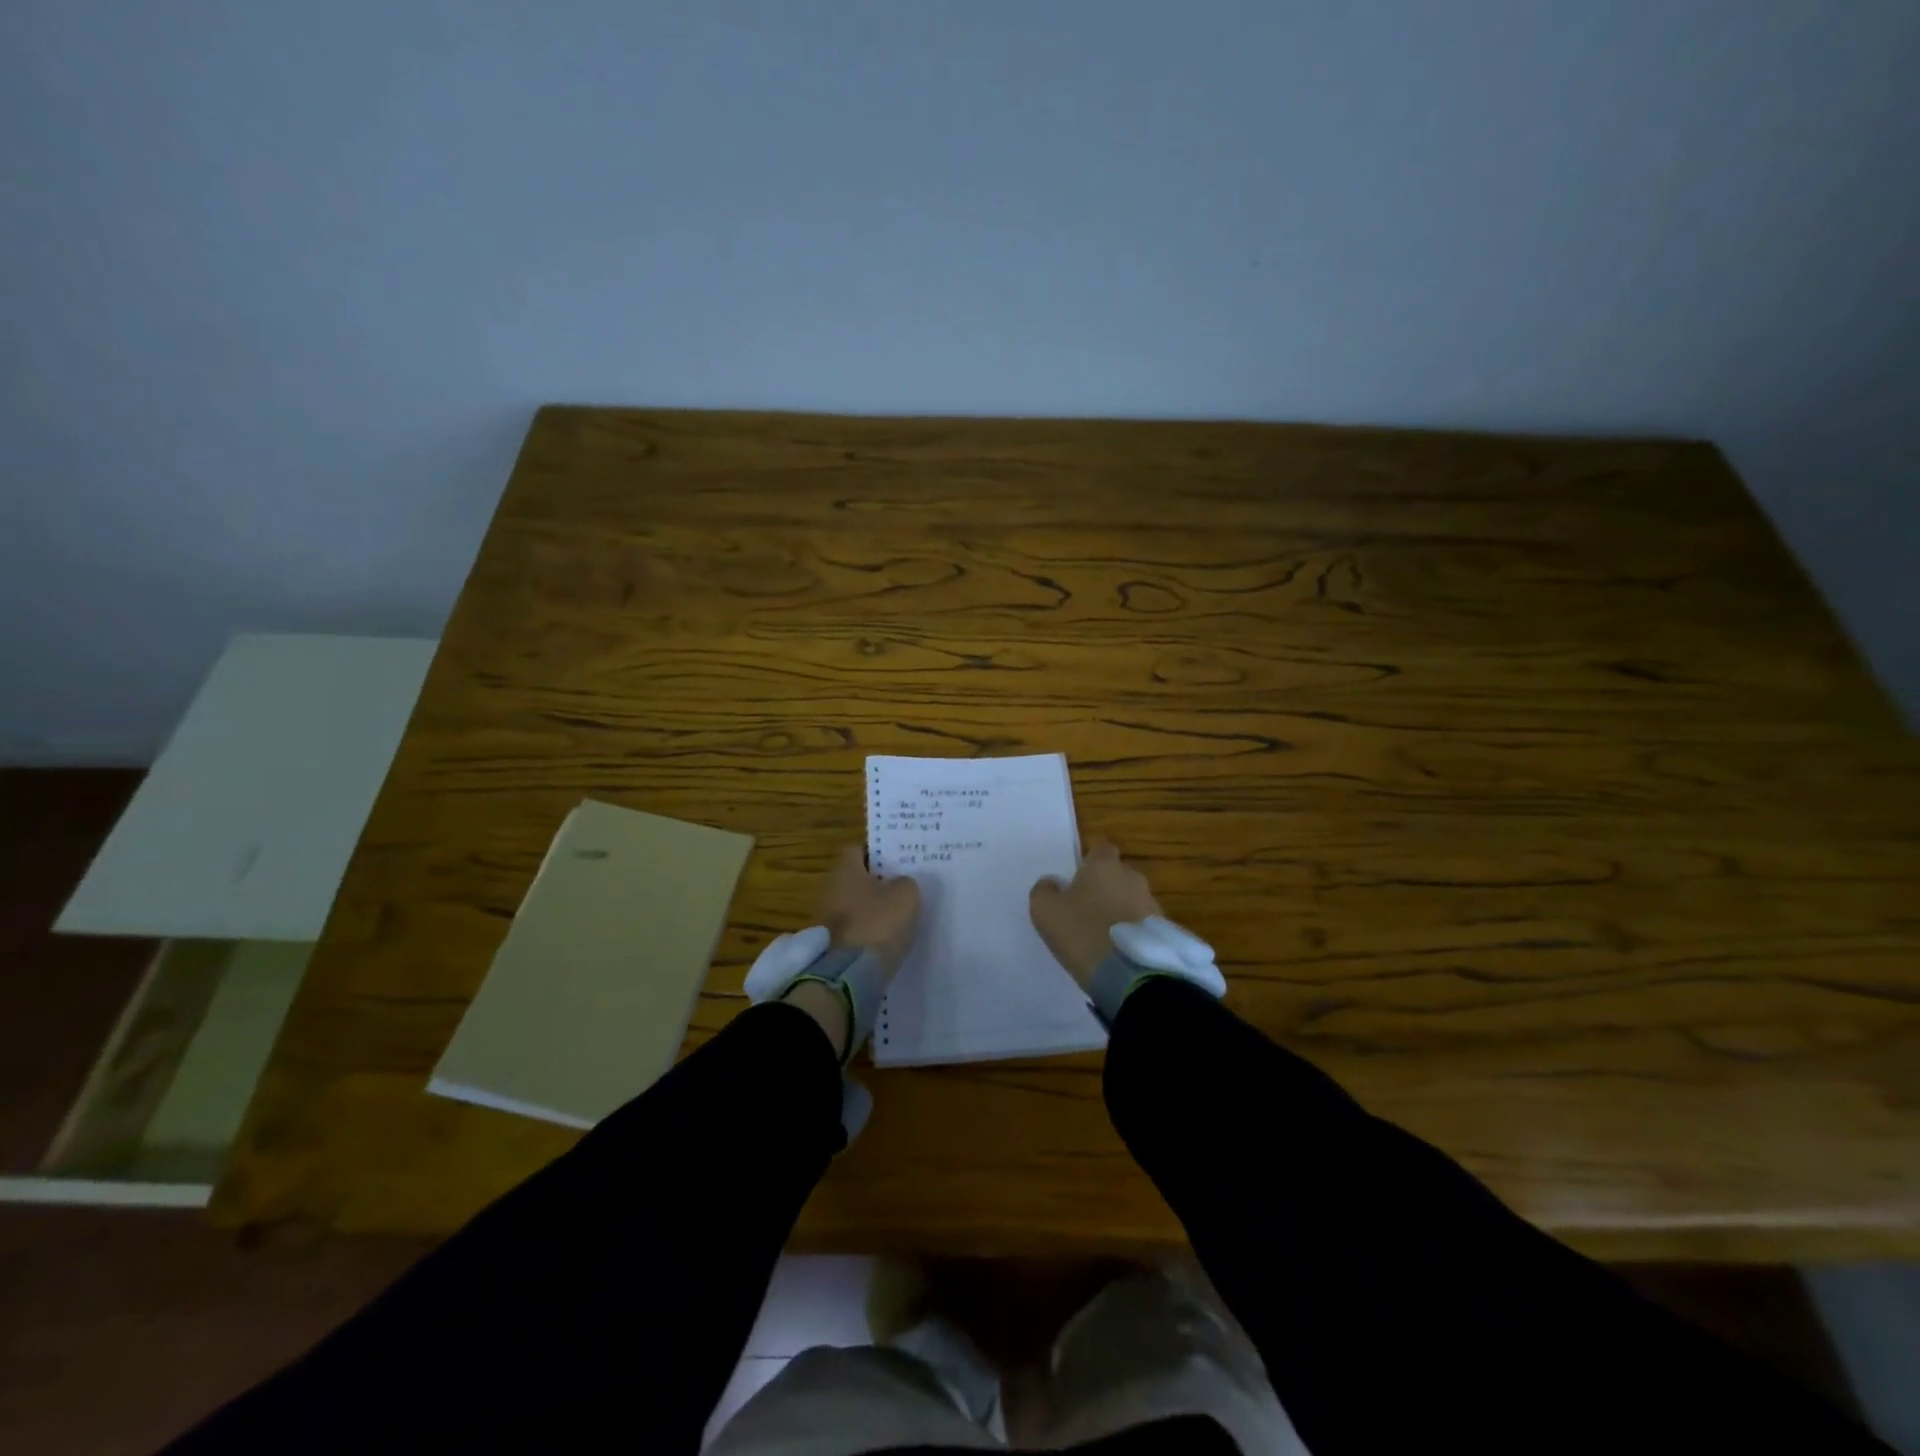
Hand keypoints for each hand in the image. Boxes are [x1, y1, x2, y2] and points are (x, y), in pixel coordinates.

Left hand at [782, 846, 919, 1058]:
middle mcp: (829, 888)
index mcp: (845, 869)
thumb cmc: (878, 923)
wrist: (849, 975)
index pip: (858, 849)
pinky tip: (884, 940)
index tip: (897, 863)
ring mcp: (824, 918)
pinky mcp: (827, 944)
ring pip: (852, 904)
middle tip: (901, 889)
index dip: (878, 854)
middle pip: (854, 878)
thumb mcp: (906, 895)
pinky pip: (851, 929)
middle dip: (875, 883)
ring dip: (870, 909)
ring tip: (896, 917)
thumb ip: (905, 882)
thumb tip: (898, 884)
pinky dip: (865, 932)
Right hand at [1029, 838, 1161, 987]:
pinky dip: (1130, 930)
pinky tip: (1117, 949)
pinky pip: (1141, 922)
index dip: (1088, 860)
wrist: (1130, 974)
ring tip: (1102, 933)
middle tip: (1086, 908)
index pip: (1100, 848)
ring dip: (1118, 909)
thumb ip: (1044, 890)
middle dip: (1104, 886)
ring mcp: (1151, 903)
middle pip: (1116, 874)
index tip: (1077, 877)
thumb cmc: (1082, 932)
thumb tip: (1052, 883)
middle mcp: (1132, 877)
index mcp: (1104, 865)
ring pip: (1130, 898)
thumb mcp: (1045, 911)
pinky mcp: (1163, 929)